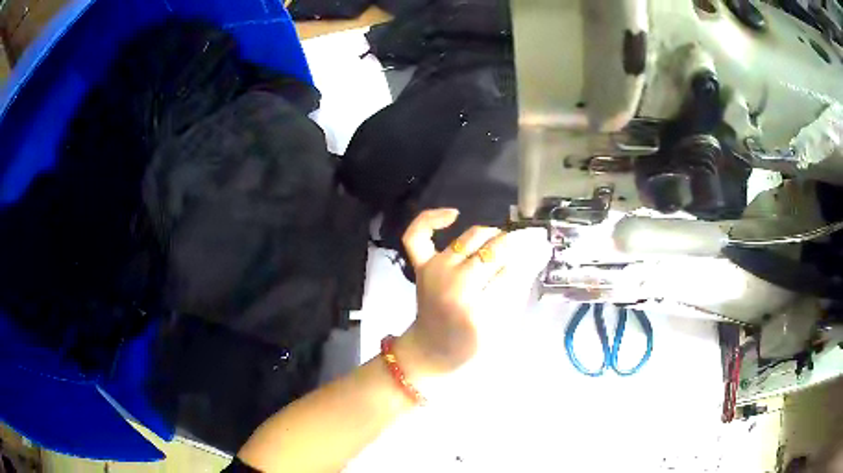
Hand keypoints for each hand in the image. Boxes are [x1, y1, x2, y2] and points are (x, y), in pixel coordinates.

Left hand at [395, 208, 551, 382]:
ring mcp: (434, 269)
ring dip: (489, 236)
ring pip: (469, 237)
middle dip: (511, 247)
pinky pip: (418, 234)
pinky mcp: (421, 265)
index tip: (538, 250)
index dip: (526, 256)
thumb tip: (532, 257)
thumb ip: (514, 290)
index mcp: (472, 303)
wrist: (429, 349)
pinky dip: (432, 219)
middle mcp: (452, 280)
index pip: (509, 268)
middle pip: (491, 249)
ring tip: (499, 244)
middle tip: (521, 251)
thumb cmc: (467, 346)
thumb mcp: (499, 327)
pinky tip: (454, 215)